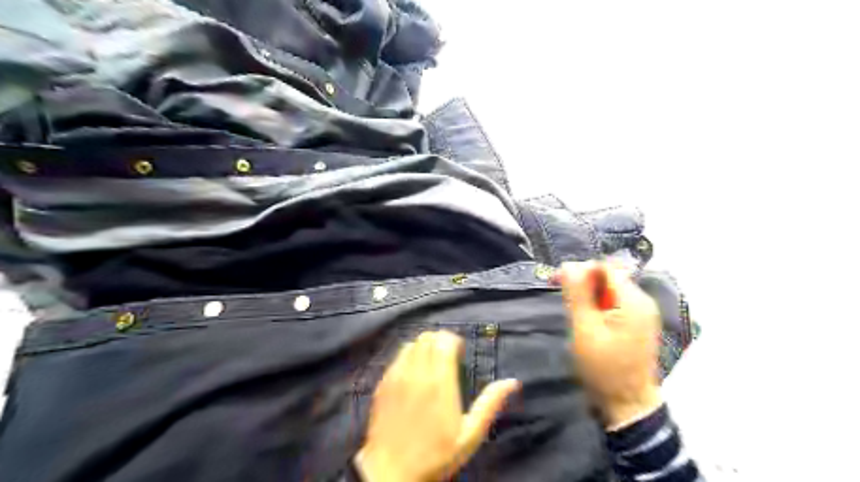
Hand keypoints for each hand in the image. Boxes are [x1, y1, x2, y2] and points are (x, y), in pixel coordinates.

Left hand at [355, 331, 515, 481]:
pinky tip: (413, 376)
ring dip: (424, 347)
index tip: (460, 355)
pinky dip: (409, 357)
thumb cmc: (436, 455)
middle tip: (448, 359)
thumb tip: (512, 381)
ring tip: (431, 365)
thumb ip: (490, 404)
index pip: (444, 341)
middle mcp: (416, 372)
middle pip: (428, 337)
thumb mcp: (470, 435)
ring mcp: (396, 376)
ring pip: (411, 344)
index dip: (454, 341)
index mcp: (439, 381)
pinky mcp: (383, 383)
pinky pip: (397, 357)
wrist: (391, 472)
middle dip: (440, 341)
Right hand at [551, 262, 663, 429]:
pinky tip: (586, 315)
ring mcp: (642, 312)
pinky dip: (598, 303)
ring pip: (610, 288)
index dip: (579, 268)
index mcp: (633, 300)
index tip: (556, 279)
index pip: (604, 267)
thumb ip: (577, 294)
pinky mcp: (638, 322)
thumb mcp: (584, 328)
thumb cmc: (603, 367)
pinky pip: (615, 301)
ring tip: (571, 306)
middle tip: (561, 293)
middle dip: (583, 280)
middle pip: (609, 276)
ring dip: (589, 292)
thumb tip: (569, 264)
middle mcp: (642, 301)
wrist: (627, 403)